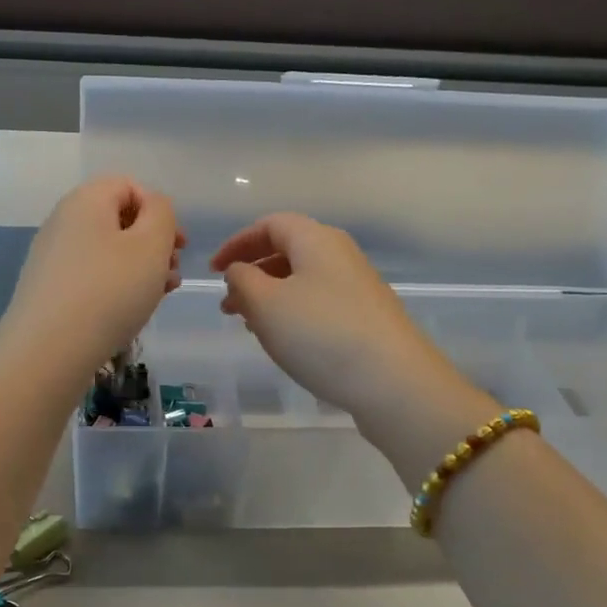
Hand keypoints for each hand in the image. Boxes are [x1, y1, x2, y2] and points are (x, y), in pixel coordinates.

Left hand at [0, 177, 183, 379]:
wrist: (48, 351)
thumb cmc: (109, 292)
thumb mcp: (151, 245)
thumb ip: (162, 214)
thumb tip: (153, 208)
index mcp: (86, 200)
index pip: (129, 186)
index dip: (160, 211)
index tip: (178, 246)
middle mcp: (62, 221)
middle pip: (118, 220)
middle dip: (152, 244)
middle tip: (171, 275)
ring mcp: (51, 257)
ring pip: (106, 252)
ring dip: (138, 269)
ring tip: (156, 298)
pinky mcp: (47, 289)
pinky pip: (90, 276)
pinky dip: (114, 288)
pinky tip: (127, 313)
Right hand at [209, 213, 484, 424]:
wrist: (393, 381)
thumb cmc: (320, 334)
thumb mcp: (265, 304)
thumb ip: (242, 280)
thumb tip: (239, 271)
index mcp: (316, 239)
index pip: (270, 225)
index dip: (237, 244)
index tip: (213, 271)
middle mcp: (340, 255)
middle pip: (288, 251)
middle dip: (252, 274)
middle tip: (228, 304)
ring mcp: (358, 287)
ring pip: (303, 280)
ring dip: (270, 297)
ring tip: (250, 325)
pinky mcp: (366, 317)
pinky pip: (319, 303)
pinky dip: (293, 313)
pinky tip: (285, 341)